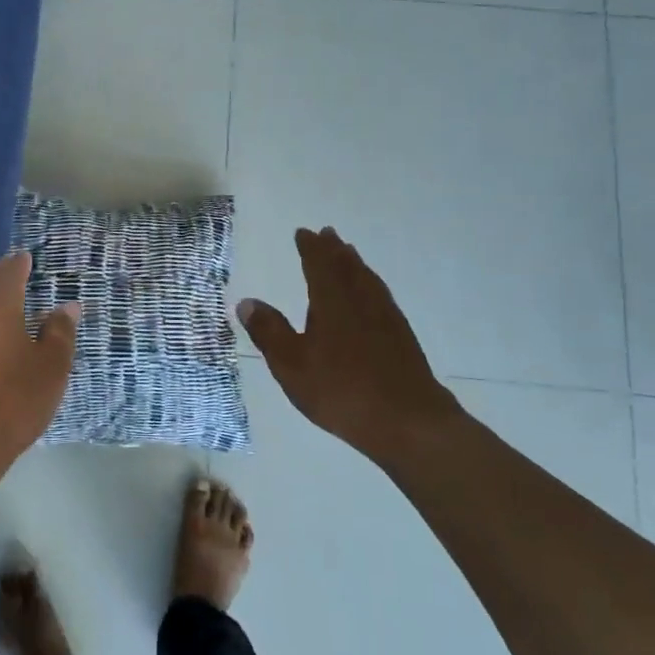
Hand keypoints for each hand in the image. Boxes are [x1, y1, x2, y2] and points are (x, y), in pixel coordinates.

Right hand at [238, 227, 459, 462]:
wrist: (408, 421)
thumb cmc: (341, 391)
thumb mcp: (292, 365)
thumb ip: (269, 332)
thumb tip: (246, 301)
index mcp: (332, 303)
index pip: (319, 265)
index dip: (310, 248)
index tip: (303, 232)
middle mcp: (361, 301)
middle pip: (348, 267)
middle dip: (334, 250)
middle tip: (327, 234)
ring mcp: (386, 318)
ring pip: (368, 280)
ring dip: (355, 264)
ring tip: (349, 255)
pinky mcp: (402, 338)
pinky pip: (383, 297)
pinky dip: (372, 285)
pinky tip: (372, 297)